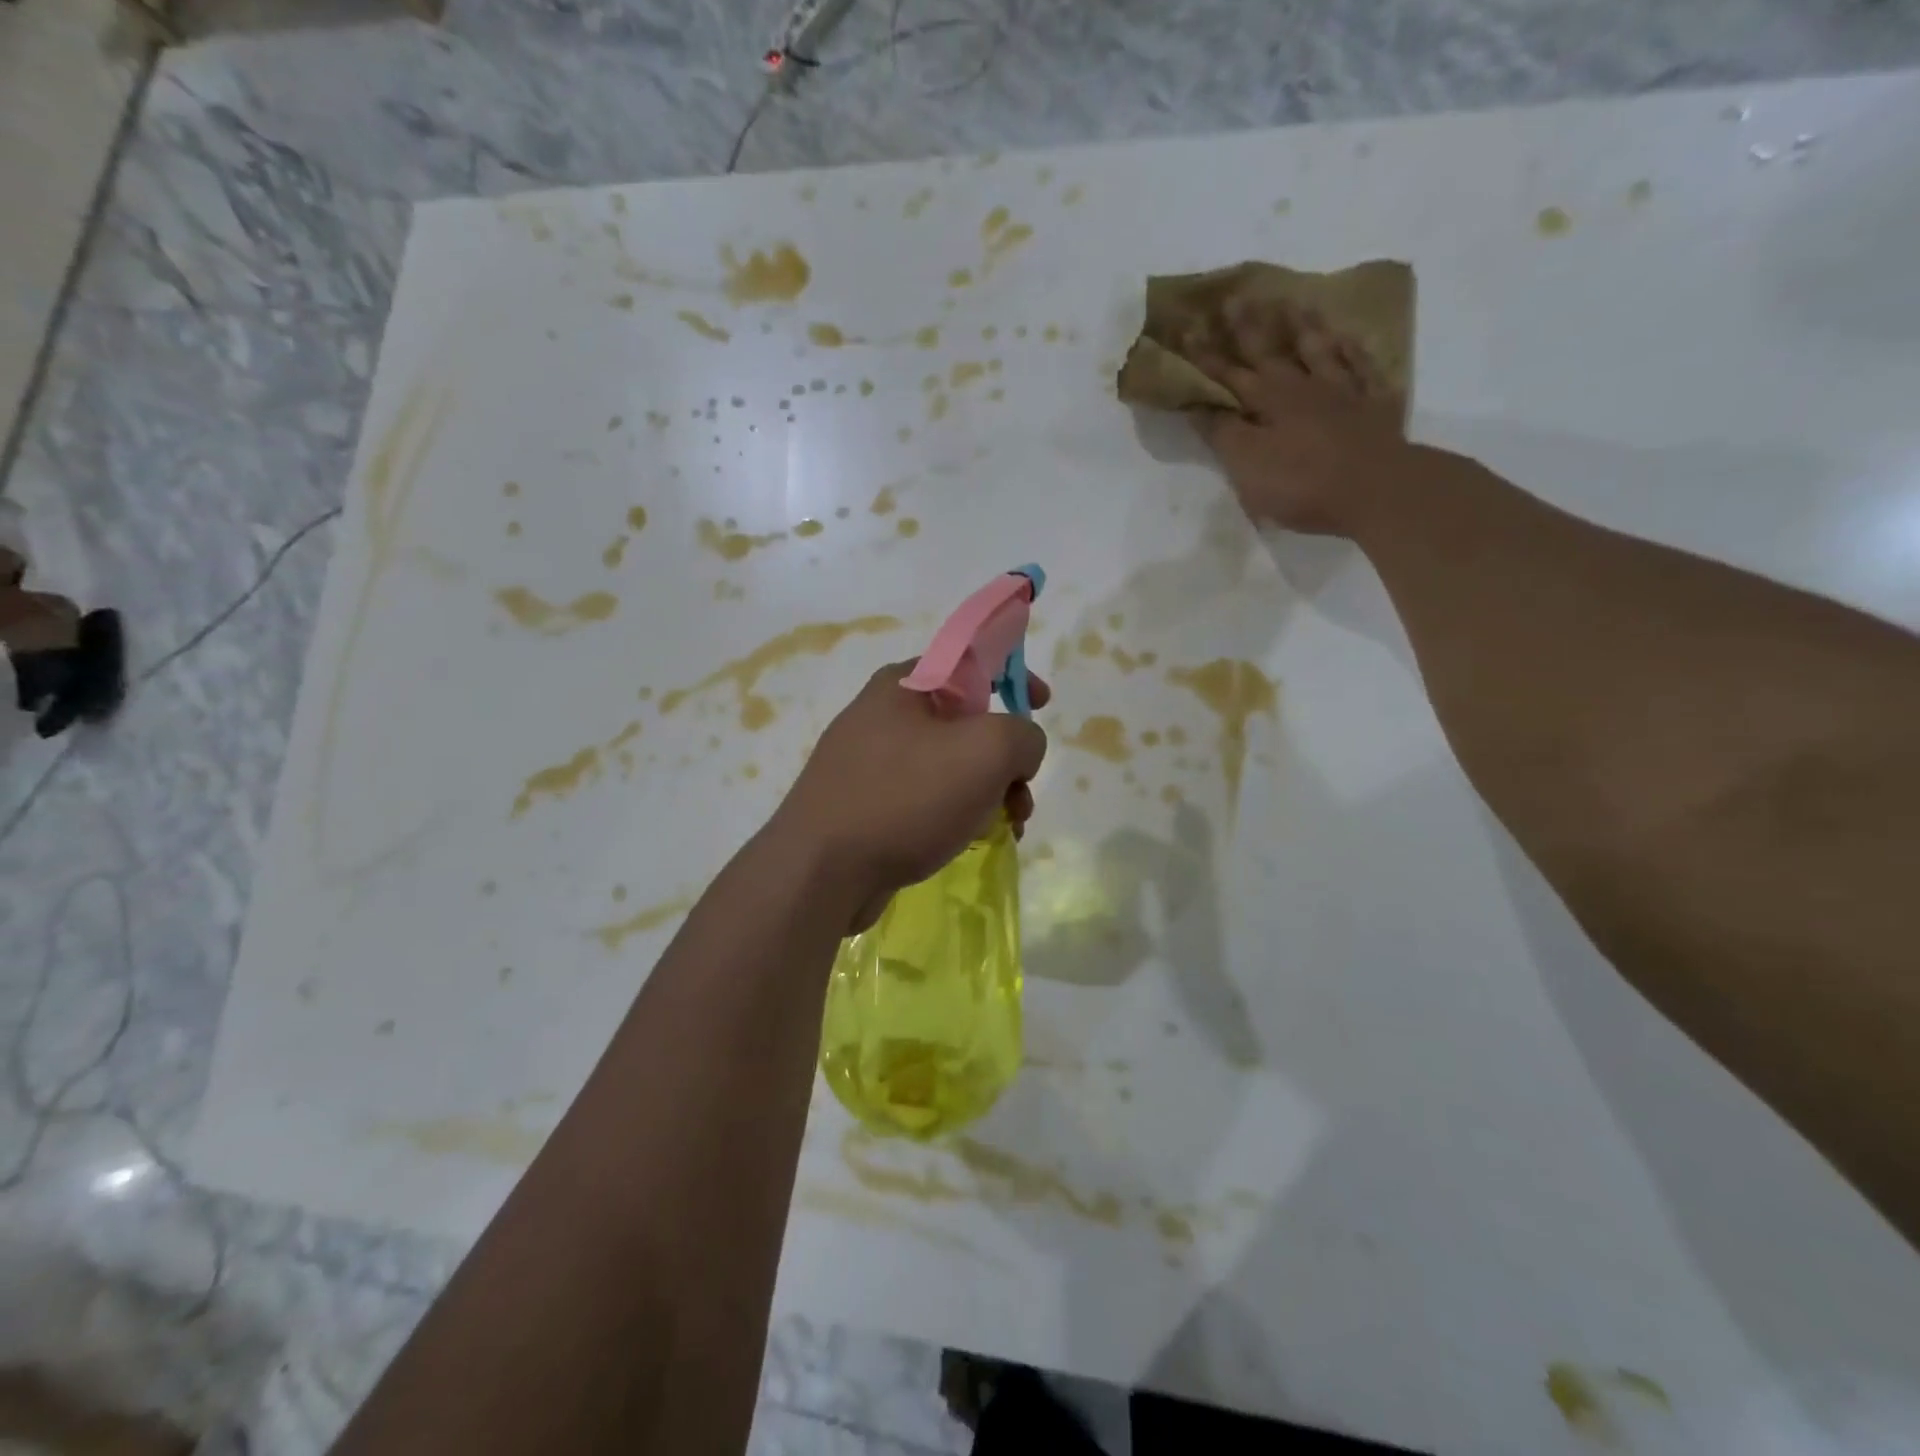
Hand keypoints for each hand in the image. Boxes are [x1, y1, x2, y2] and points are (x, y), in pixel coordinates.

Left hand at [773, 660, 1049, 932]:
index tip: (1042, 703)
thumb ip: (1023, 735)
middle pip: (965, 722)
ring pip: (949, 766)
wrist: (821, 870)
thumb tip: (1019, 752)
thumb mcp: (987, 751)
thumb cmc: (906, 796)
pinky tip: (971, 840)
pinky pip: (925, 799)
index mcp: (904, 685)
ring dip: (988, 792)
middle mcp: (882, 716)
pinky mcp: (864, 806)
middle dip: (1006, 757)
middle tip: (1022, 792)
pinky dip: (956, 814)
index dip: (1013, 674)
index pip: (969, 660)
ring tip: (1008, 826)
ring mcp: (869, 764)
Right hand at [1187, 301, 1408, 538]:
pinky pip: (1362, 366)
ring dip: (1303, 326)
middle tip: (1234, 298)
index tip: (1187, 330)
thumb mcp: (1247, 464)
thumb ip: (1223, 434)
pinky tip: (1348, 337)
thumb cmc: (1301, 482)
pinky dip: (1352, 349)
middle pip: (1271, 351)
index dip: (1206, 356)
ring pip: (1319, 349)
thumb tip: (1199, 407)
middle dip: (1248, 327)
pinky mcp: (1374, 404)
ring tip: (1292, 302)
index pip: (1228, 374)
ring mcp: (1342, 391)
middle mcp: (1302, 386)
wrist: (1374, 489)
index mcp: (1267, 401)